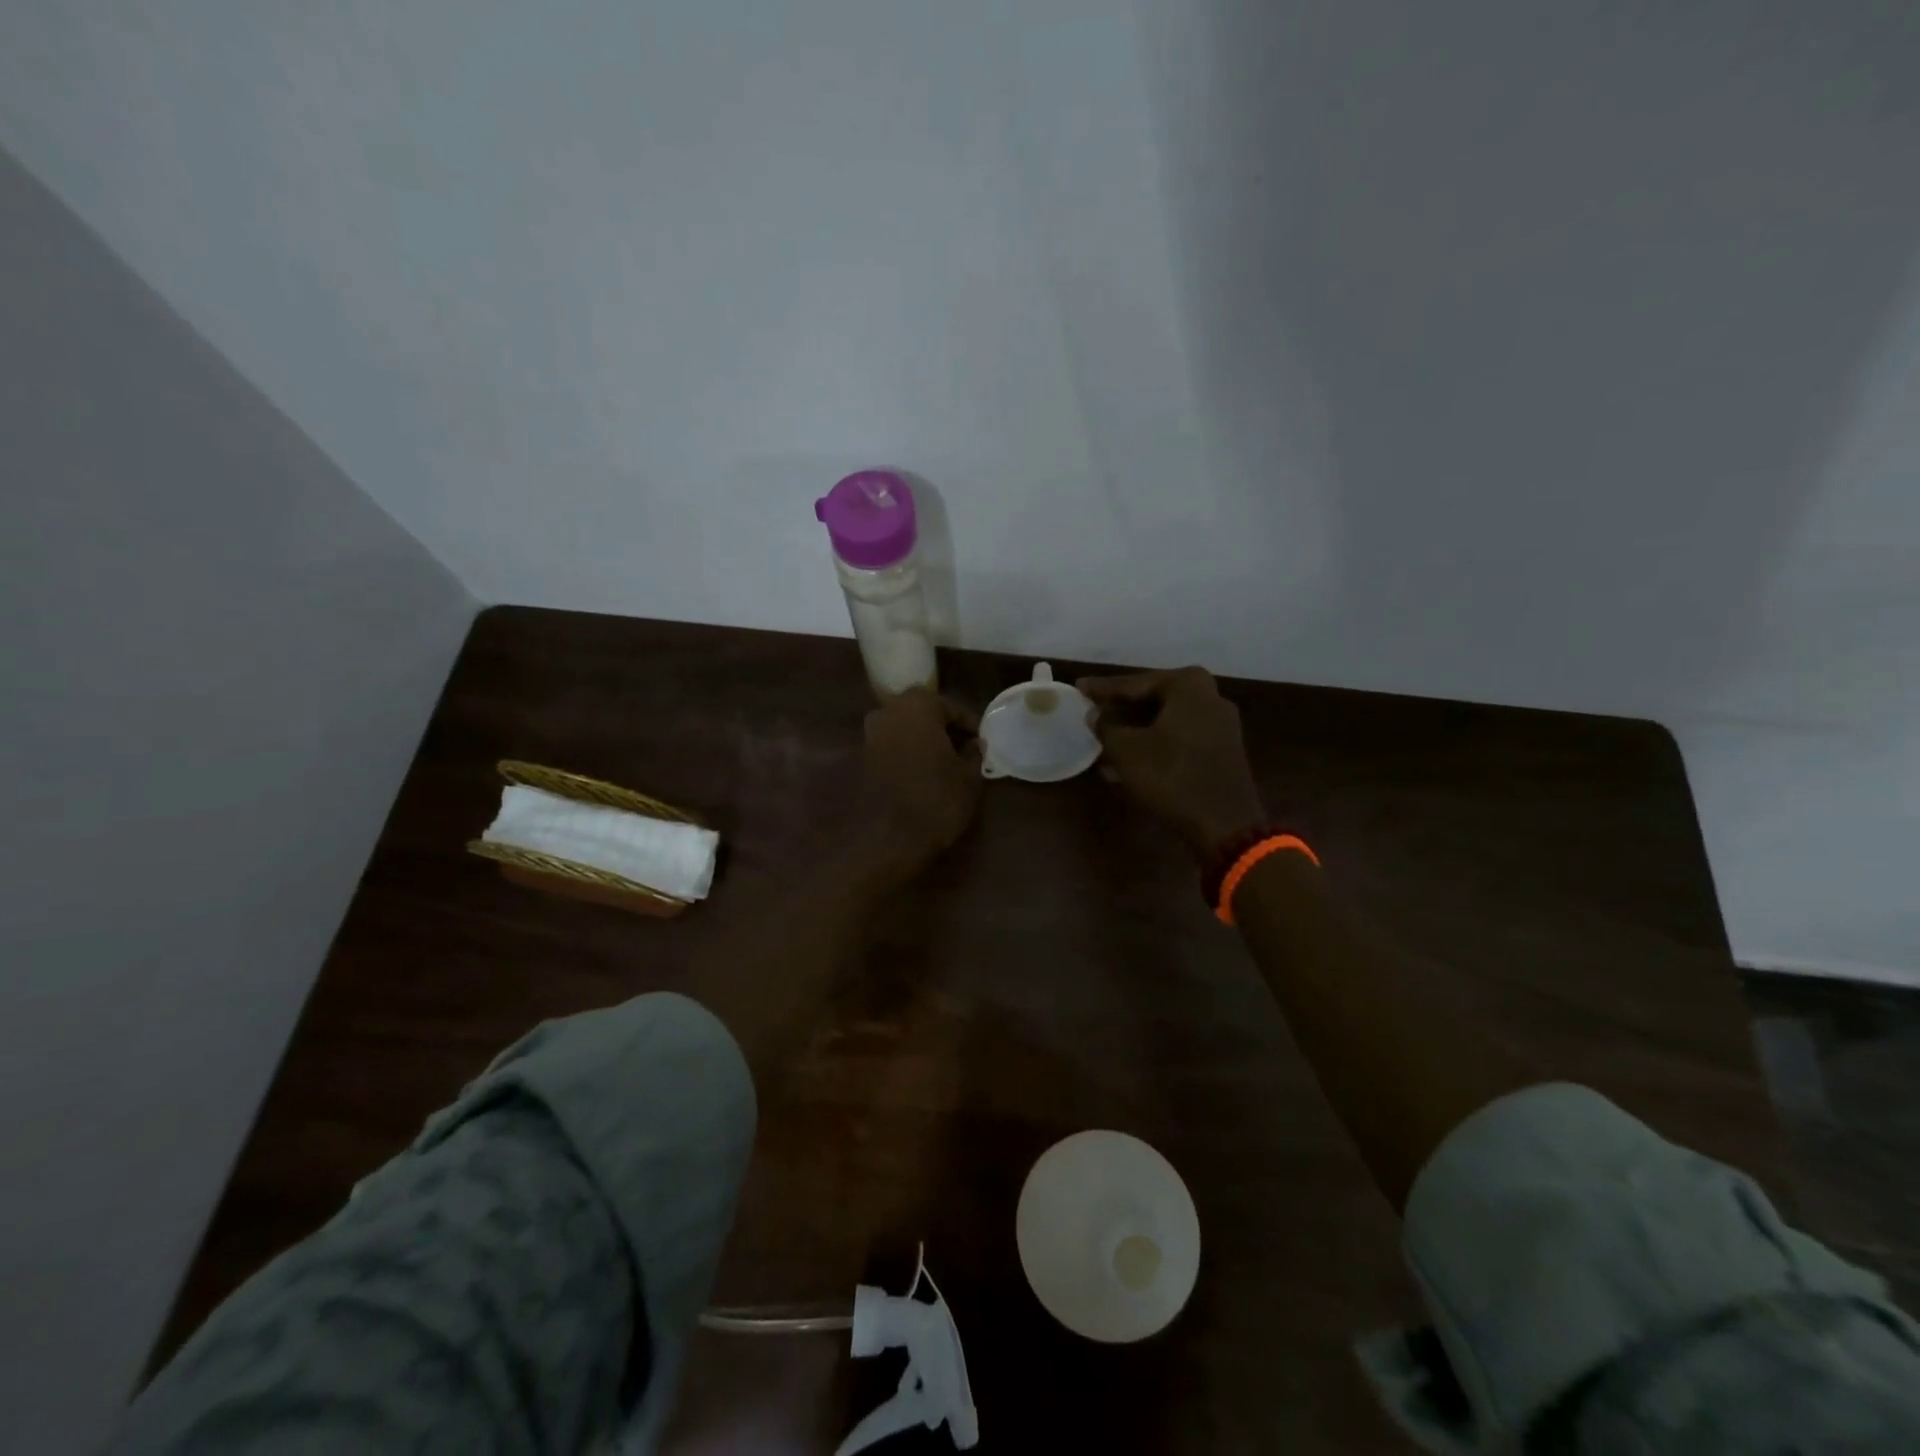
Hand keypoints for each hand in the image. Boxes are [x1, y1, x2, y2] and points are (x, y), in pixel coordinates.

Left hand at [857, 688, 984, 872]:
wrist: (886, 840)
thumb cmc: (935, 800)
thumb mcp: (969, 777)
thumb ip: (974, 753)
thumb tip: (974, 744)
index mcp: (918, 706)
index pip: (952, 707)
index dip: (970, 725)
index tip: (982, 743)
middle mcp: (888, 711)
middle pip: (924, 714)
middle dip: (944, 730)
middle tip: (964, 752)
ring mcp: (869, 735)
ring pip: (905, 731)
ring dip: (924, 743)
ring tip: (945, 767)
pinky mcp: (860, 760)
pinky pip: (891, 749)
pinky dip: (907, 756)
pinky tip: (922, 777)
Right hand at [1079, 667, 1265, 857]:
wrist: (1224, 823)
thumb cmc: (1171, 776)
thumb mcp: (1126, 751)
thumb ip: (1105, 727)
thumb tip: (1094, 715)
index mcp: (1187, 685)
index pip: (1133, 683)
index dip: (1102, 689)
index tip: (1079, 687)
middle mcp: (1209, 696)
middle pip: (1152, 699)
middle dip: (1120, 711)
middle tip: (1091, 714)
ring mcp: (1219, 724)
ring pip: (1164, 722)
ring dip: (1134, 732)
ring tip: (1102, 743)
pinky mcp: (1221, 750)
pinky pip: (1178, 739)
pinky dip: (1152, 746)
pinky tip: (1125, 763)